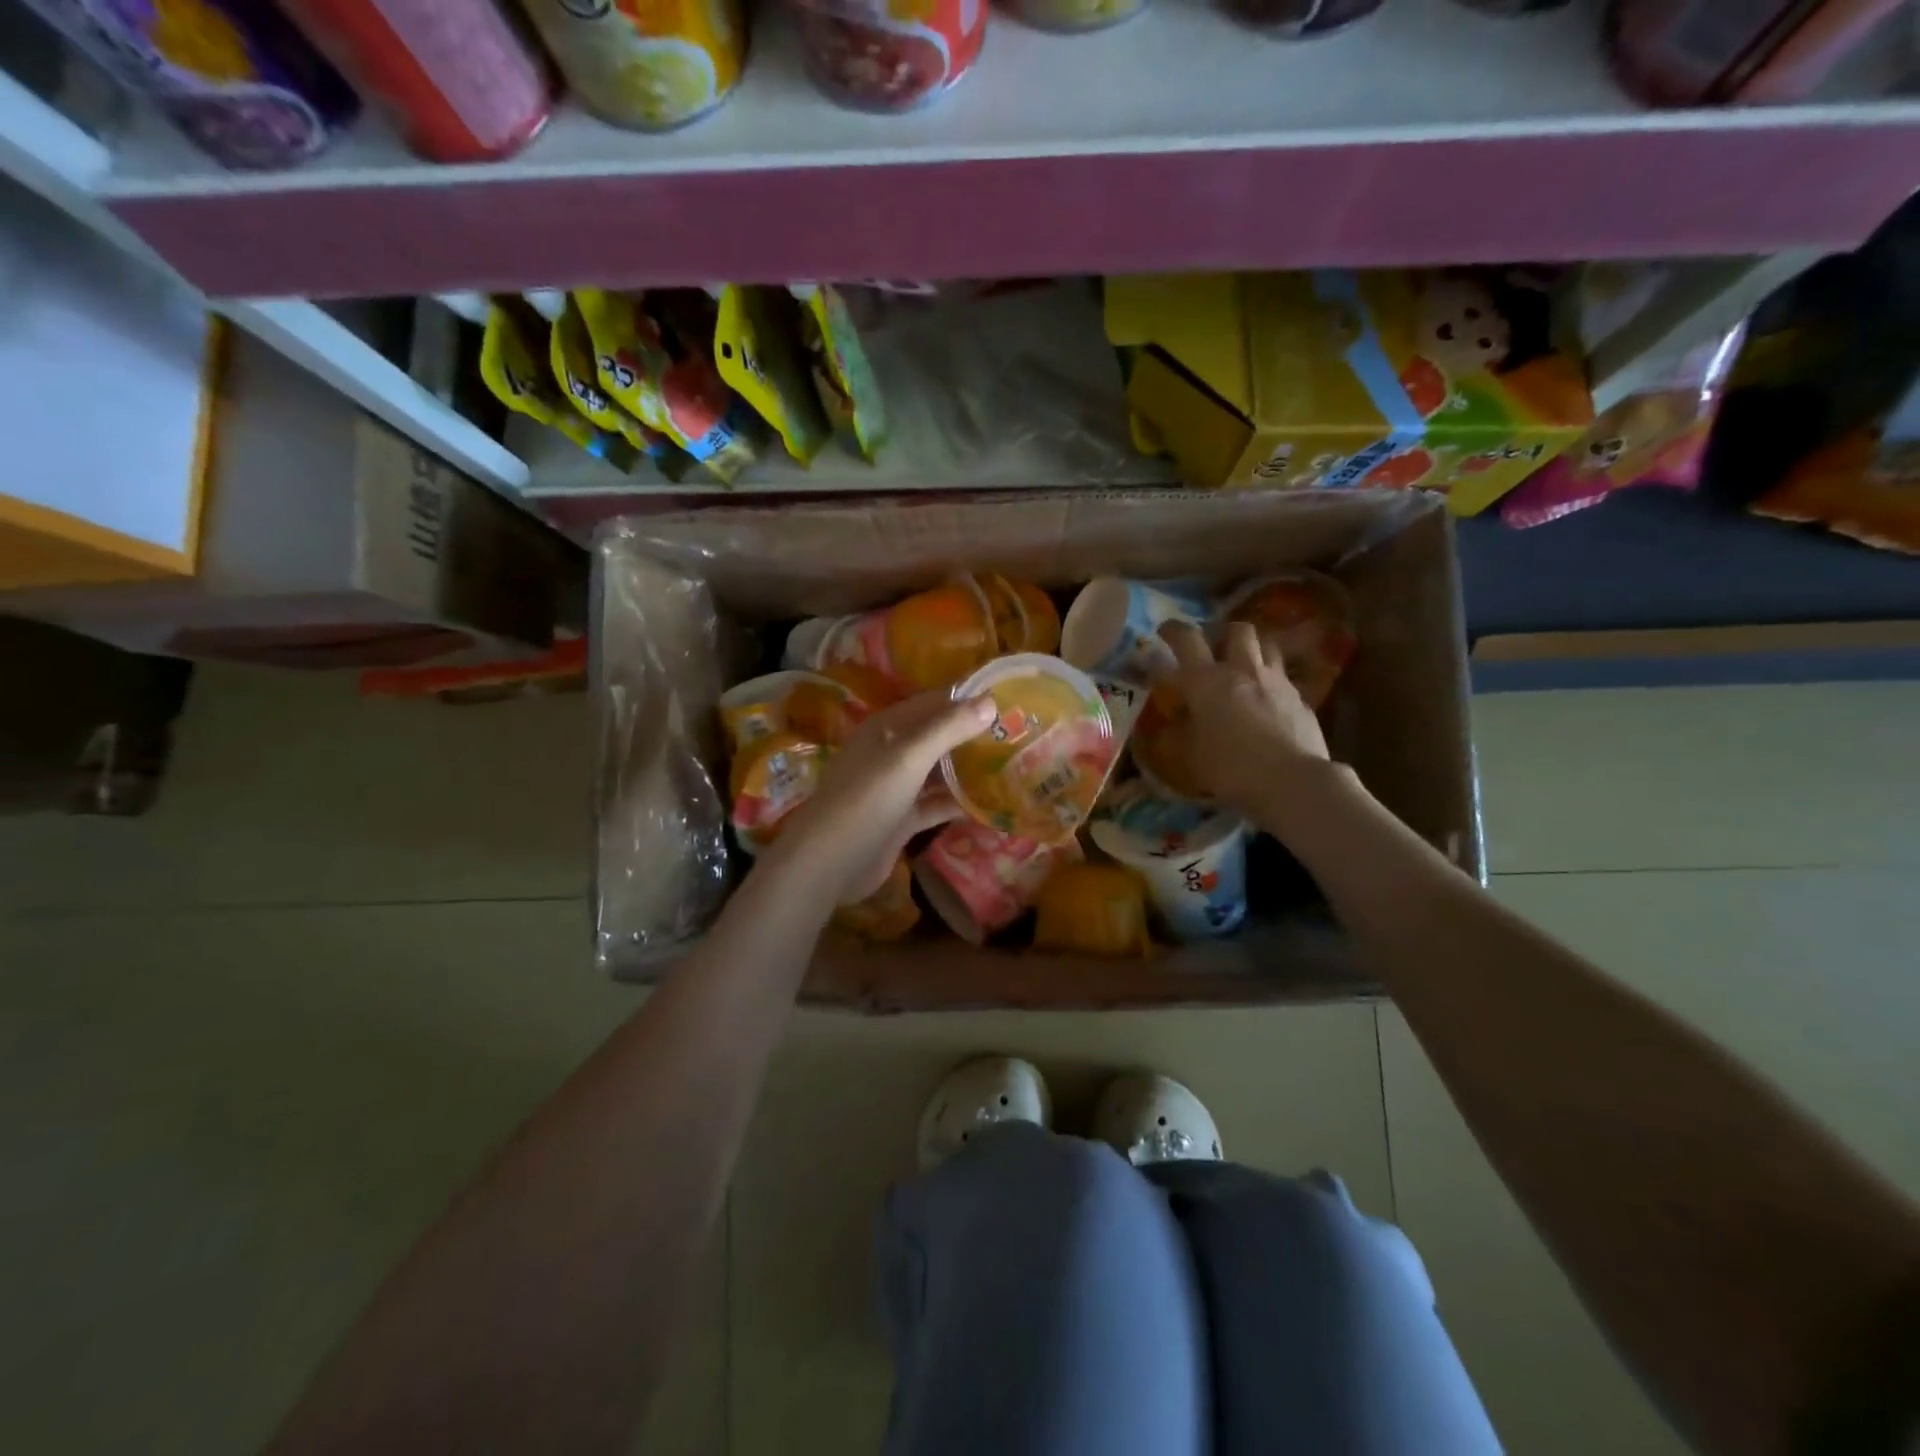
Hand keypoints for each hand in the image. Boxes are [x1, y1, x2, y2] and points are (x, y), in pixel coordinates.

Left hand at [759, 691, 996, 905]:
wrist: (829, 861)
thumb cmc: (868, 799)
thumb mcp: (909, 757)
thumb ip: (948, 729)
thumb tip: (990, 702)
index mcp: (888, 728)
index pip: (934, 702)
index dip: (968, 698)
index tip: (1009, 697)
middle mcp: (892, 752)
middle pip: (938, 736)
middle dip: (973, 734)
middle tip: (1020, 733)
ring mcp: (896, 788)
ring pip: (938, 772)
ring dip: (969, 769)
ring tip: (1013, 764)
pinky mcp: (901, 819)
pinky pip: (935, 804)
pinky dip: (958, 803)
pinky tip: (991, 804)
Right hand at [1157, 619, 1328, 814]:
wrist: (1291, 781)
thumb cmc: (1229, 767)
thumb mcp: (1188, 755)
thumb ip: (1175, 733)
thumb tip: (1168, 724)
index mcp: (1206, 680)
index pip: (1186, 639)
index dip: (1172, 630)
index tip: (1164, 632)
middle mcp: (1242, 670)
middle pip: (1237, 630)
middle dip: (1223, 633)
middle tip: (1213, 649)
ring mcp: (1276, 682)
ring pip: (1267, 646)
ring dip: (1253, 650)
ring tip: (1244, 667)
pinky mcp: (1301, 699)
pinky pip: (1284, 678)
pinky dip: (1271, 682)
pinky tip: (1267, 702)